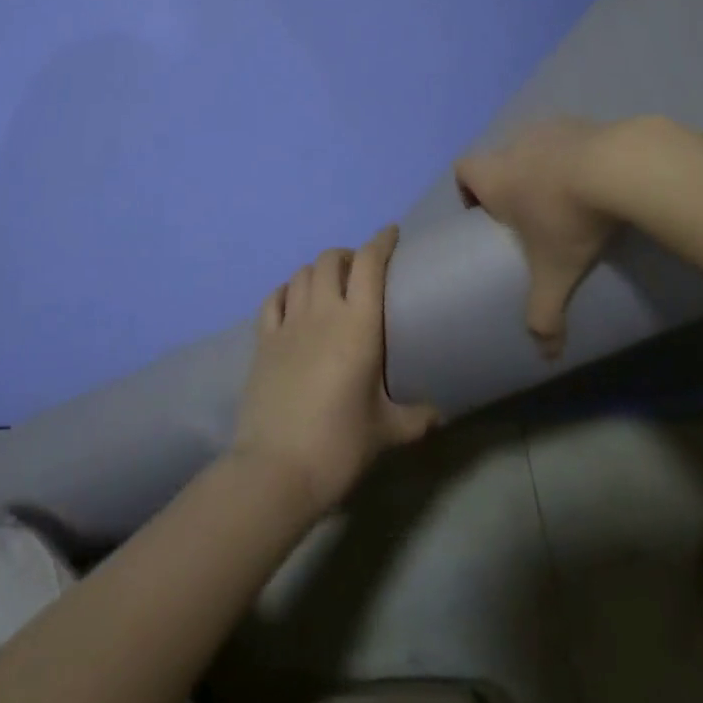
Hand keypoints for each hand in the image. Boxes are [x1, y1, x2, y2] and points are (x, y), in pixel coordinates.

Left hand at [233, 227, 438, 513]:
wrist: (276, 469)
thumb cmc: (339, 445)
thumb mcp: (386, 432)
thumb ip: (415, 417)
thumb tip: (440, 414)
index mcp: (358, 325)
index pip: (369, 264)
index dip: (381, 241)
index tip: (392, 232)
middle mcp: (322, 312)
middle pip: (331, 260)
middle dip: (348, 255)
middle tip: (361, 270)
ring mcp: (288, 324)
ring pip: (301, 274)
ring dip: (317, 271)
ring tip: (329, 285)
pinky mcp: (262, 341)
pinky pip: (273, 299)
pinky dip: (286, 290)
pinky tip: (293, 300)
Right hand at [455, 117, 621, 358]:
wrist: (621, 167)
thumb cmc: (569, 218)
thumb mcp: (556, 273)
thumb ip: (545, 314)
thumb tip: (546, 356)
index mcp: (494, 176)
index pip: (462, 170)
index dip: (468, 190)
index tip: (489, 216)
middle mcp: (513, 146)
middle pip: (498, 159)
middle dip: (510, 184)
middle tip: (532, 215)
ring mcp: (549, 128)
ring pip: (534, 146)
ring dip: (544, 167)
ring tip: (569, 198)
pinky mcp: (583, 122)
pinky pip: (569, 138)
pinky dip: (576, 155)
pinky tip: (599, 179)